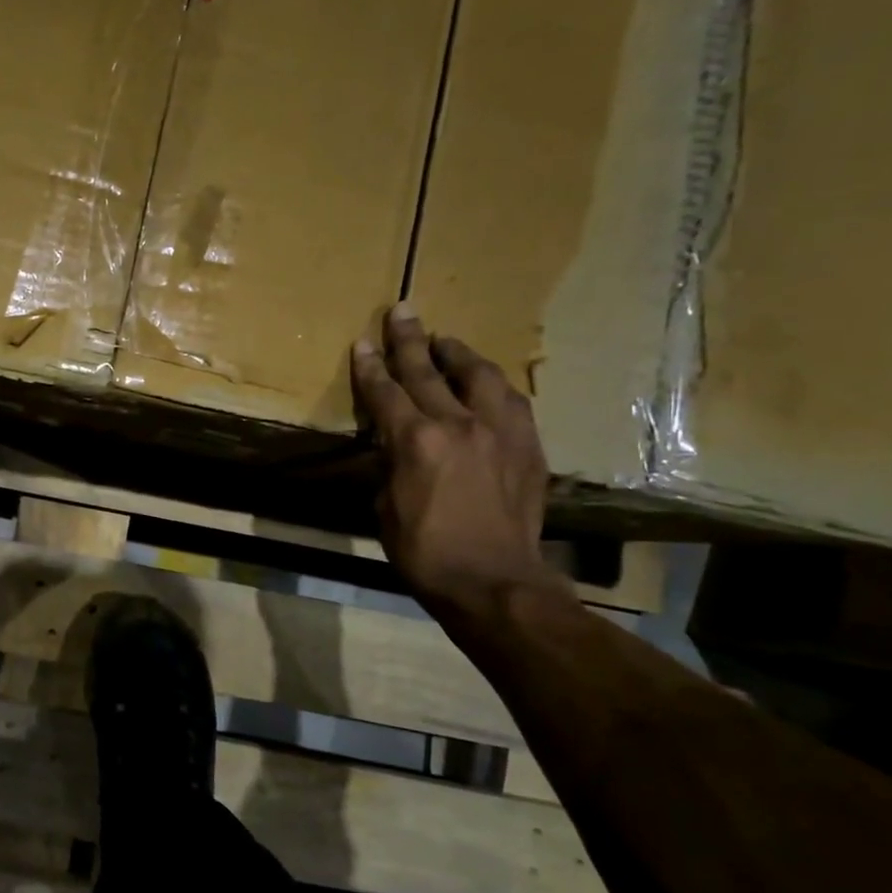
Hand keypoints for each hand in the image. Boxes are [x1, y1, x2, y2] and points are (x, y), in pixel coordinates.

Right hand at [350, 304, 562, 613]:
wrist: (493, 580)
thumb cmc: (424, 552)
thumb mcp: (385, 508)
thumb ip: (389, 466)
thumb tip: (394, 446)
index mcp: (415, 442)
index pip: (386, 392)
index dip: (371, 367)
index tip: (363, 342)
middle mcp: (458, 424)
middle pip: (428, 371)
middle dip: (409, 340)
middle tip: (402, 311)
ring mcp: (499, 432)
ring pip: (478, 375)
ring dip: (457, 354)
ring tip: (445, 340)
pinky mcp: (528, 446)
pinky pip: (510, 401)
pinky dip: (492, 385)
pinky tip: (486, 381)